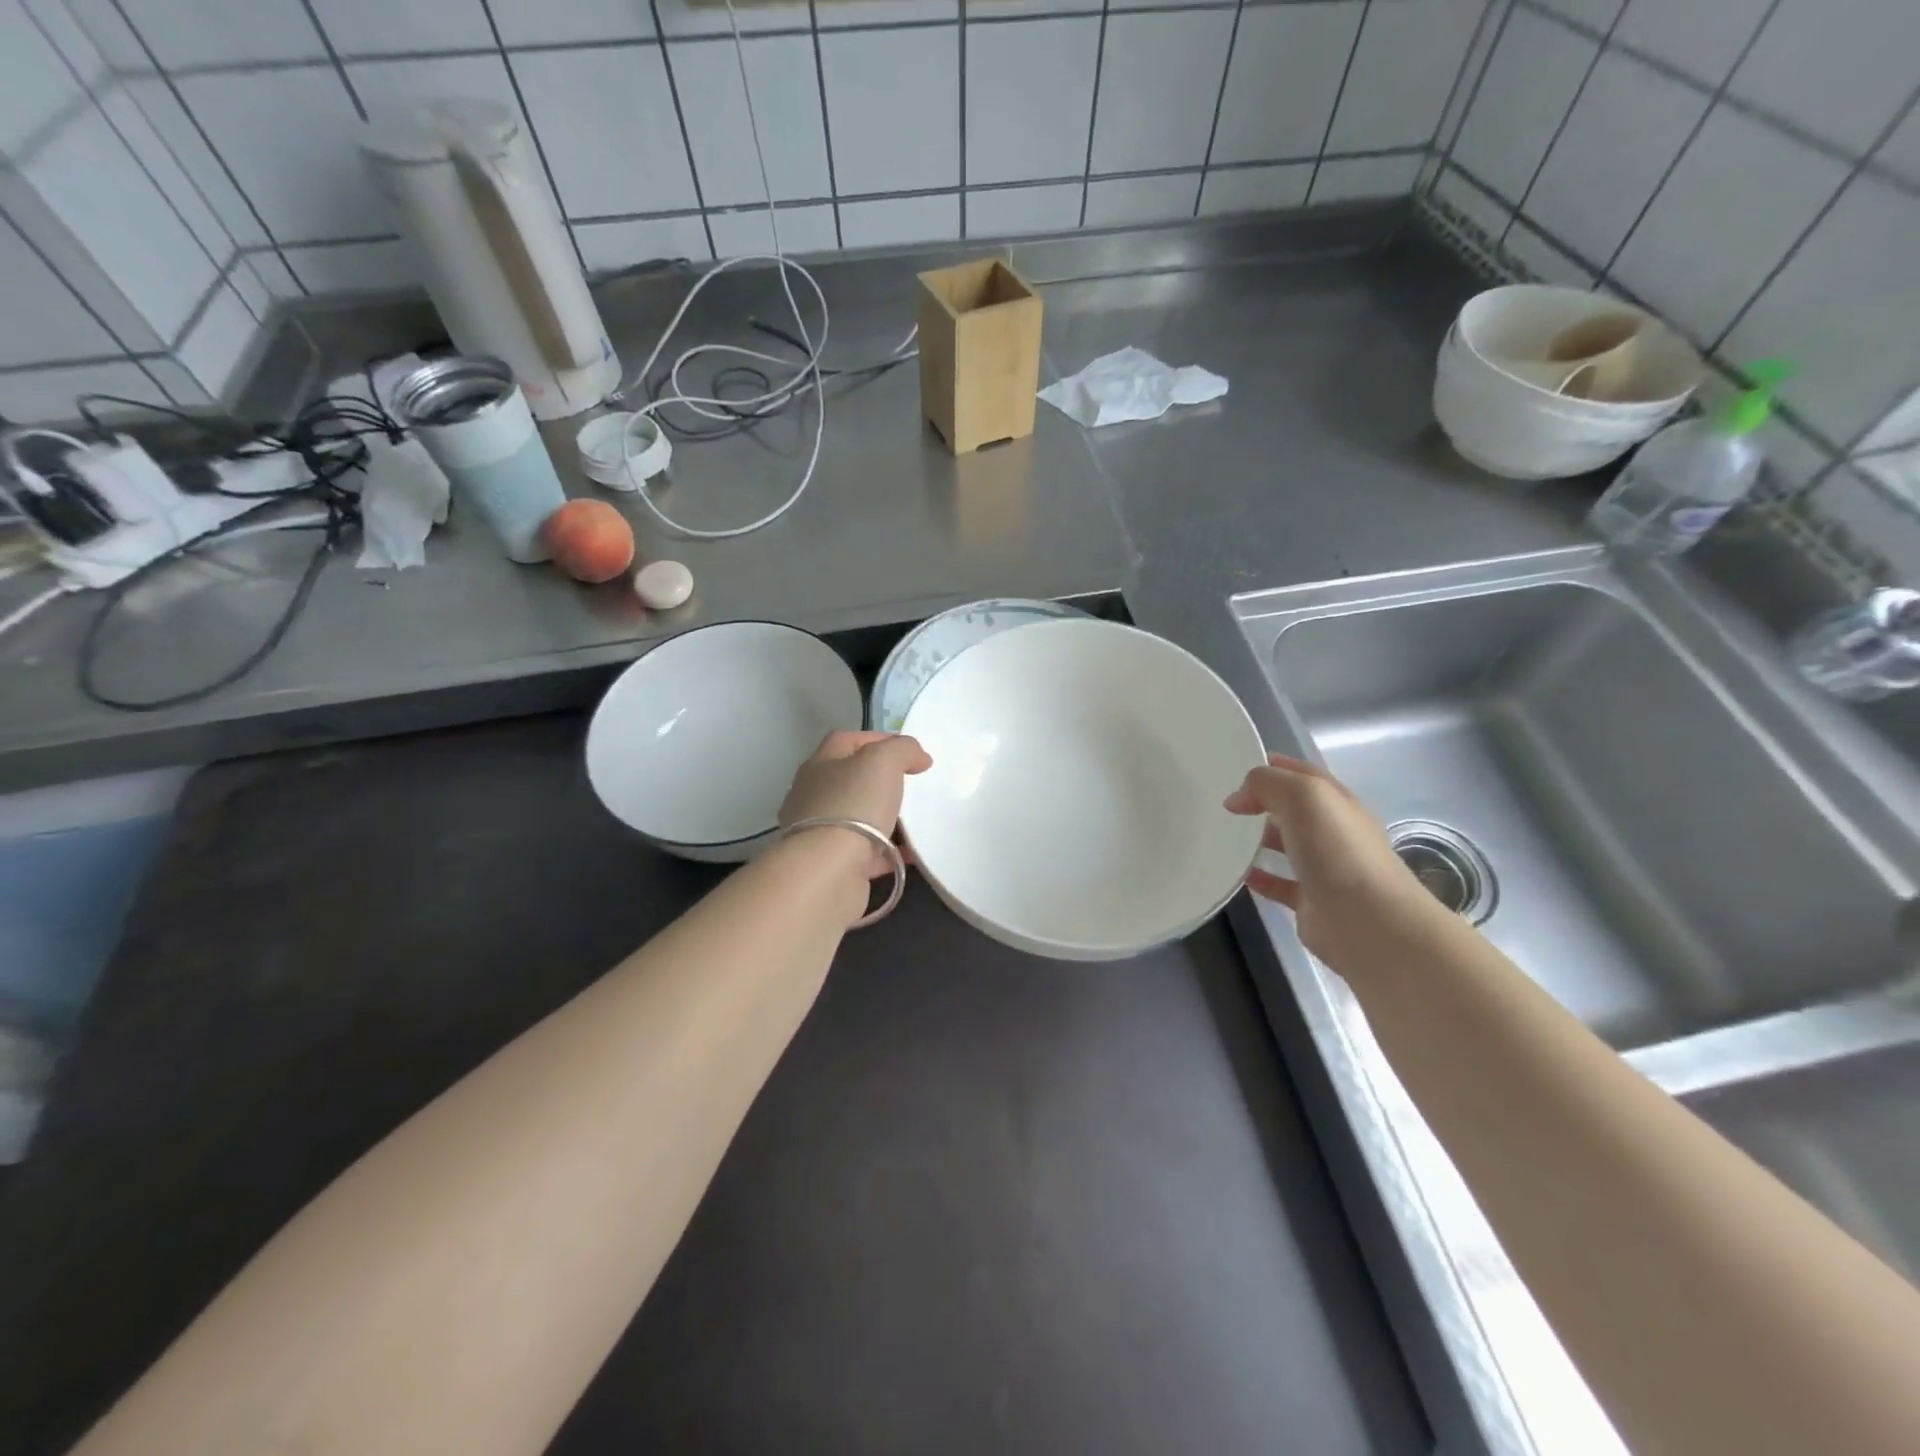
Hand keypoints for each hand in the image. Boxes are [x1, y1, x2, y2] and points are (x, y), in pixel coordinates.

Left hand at [779, 731, 932, 878]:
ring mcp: (821, 833)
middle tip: (912, 785)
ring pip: (859, 818)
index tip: (909, 752)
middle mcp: (813, 797)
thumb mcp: (883, 760)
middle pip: (851, 780)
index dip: (878, 740)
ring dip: (885, 818)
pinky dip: (890, 851)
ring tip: (915, 819)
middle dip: (882, 781)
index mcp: (819, 766)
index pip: (846, 741)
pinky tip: (912, 852)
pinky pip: (868, 853)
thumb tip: (917, 757)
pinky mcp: (833, 865)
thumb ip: (902, 749)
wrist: (829, 871)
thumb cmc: (853, 805)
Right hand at [1224, 754, 1436, 963]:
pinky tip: (1238, 874)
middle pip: (1294, 809)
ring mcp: (1324, 868)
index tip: (1236, 767)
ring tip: (1224, 836)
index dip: (1274, 767)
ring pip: (1286, 846)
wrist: (1367, 921)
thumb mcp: (1303, 796)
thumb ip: (1268, 784)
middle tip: (1225, 803)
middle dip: (1263, 802)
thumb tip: (1239, 798)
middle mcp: (1333, 832)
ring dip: (1258, 839)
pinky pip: (1278, 883)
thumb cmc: (1337, 850)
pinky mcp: (1311, 901)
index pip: (1304, 774)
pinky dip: (1258, 877)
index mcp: (1337, 802)